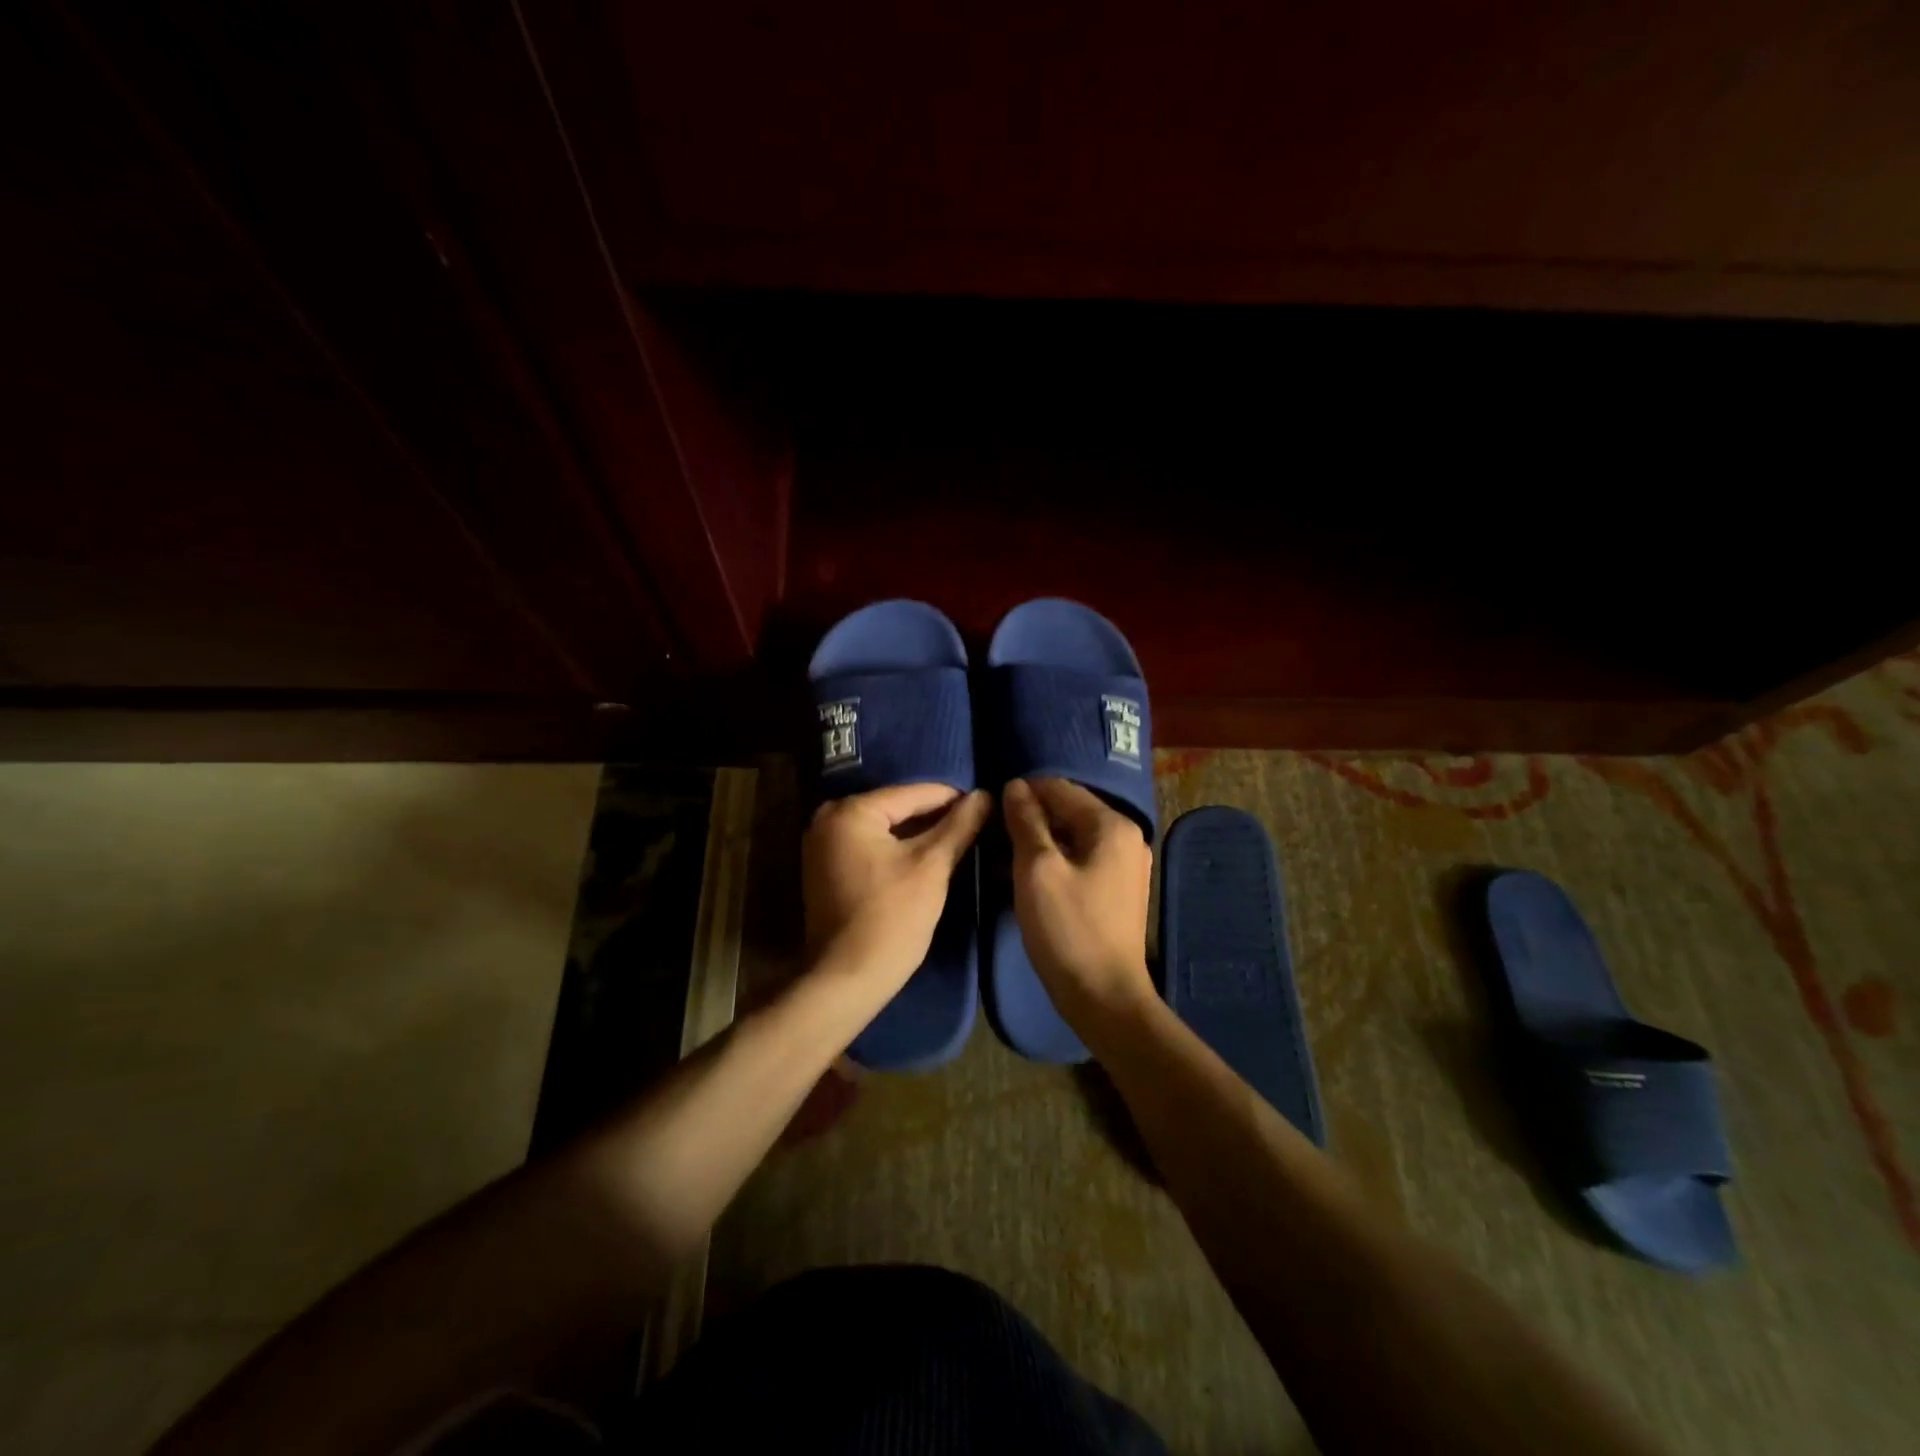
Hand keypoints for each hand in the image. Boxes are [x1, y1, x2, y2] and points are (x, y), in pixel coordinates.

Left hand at [803, 783, 991, 1001]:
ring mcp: (821, 845)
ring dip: (916, 833)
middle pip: (895, 808)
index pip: (913, 793)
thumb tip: (985, 795)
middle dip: (934, 816)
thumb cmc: (891, 918)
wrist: (846, 980)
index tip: (985, 804)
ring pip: (883, 828)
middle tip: (974, 823)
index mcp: (851, 811)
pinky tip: (924, 857)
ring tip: (957, 838)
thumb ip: (959, 826)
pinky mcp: (824, 869)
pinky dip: (895, 849)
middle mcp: (828, 819)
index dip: (953, 798)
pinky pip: (868, 846)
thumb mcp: (932, 867)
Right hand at [1002, 778, 1155, 1028]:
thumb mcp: (1037, 869)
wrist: (1104, 997)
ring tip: (1003, 857)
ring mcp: (1126, 865)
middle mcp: (1126, 837)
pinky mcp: (1119, 889)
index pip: (1060, 788)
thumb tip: (1015, 786)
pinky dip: (1055, 861)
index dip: (1023, 793)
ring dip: (1039, 841)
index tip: (990, 808)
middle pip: (1069, 810)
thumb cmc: (1068, 929)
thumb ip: (1026, 821)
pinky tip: (1027, 876)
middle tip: (993, 835)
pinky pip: (1082, 859)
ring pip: (1073, 836)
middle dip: (1030, 818)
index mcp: (1112, 825)